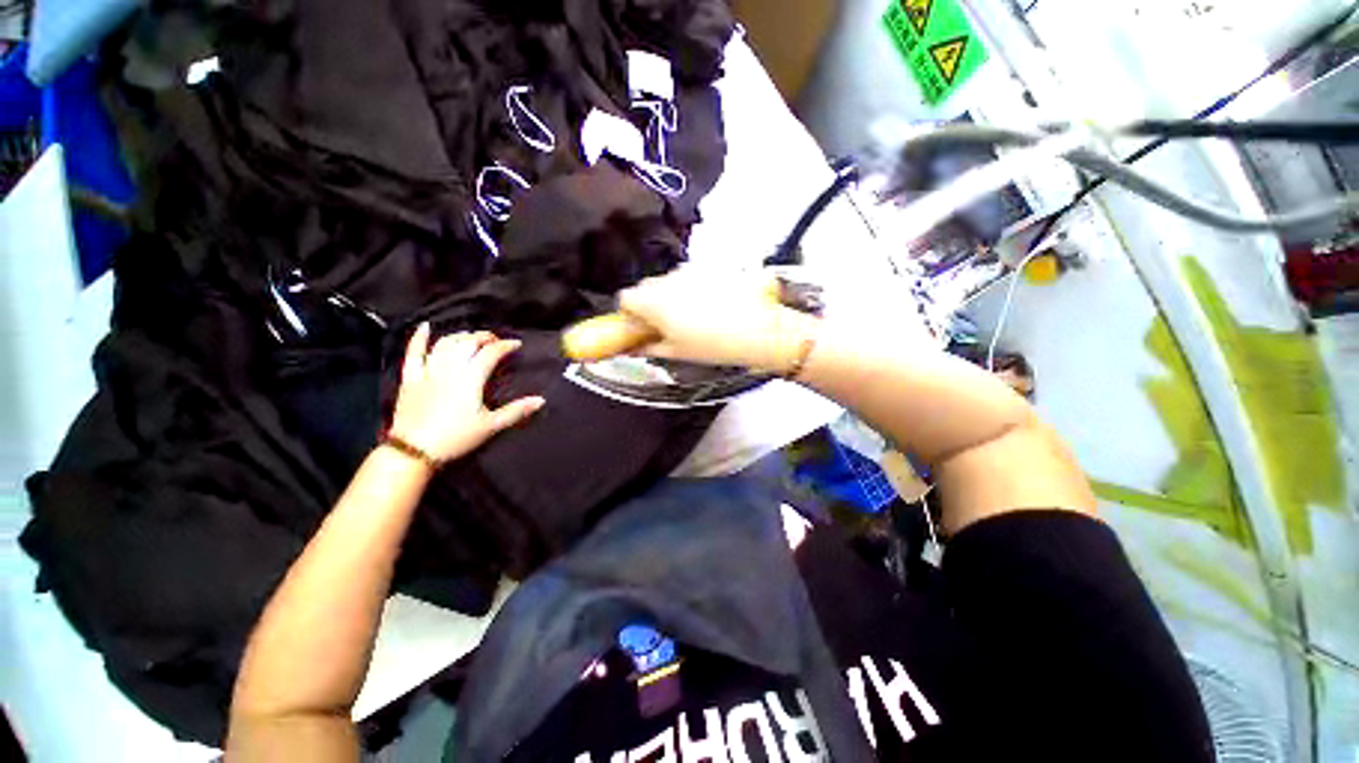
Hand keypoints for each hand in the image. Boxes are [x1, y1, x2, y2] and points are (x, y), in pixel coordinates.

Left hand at [389, 324, 544, 463]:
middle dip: (485, 337)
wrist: (414, 450)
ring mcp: (428, 371)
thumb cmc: (456, 437)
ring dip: (461, 336)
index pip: (491, 353)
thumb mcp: (491, 426)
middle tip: (496, 340)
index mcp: (471, 378)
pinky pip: (413, 353)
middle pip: (469, 343)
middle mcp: (450, 368)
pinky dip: (419, 338)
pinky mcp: (411, 378)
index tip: (516, 344)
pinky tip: (425, 327)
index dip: (505, 345)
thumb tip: (541, 400)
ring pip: (446, 344)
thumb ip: (517, 411)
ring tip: (472, 337)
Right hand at [618, 268, 817, 372]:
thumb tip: (634, 347)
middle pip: (646, 288)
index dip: (629, 314)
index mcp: (653, 302)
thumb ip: (648, 347)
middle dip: (650, 305)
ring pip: (669, 282)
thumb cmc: (712, 345)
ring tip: (692, 318)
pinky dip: (692, 290)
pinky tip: (710, 306)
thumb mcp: (676, 352)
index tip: (638, 326)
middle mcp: (667, 280)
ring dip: (671, 296)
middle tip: (665, 325)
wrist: (757, 329)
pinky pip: (690, 277)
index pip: (625, 299)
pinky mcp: (710, 268)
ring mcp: (689, 271)